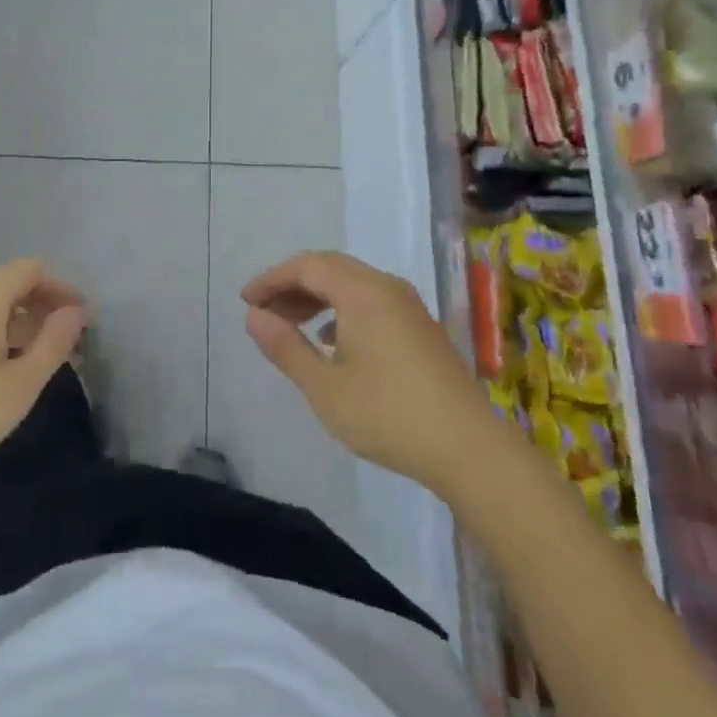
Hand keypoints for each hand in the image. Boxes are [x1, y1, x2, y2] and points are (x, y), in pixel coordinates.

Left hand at [0, 259, 88, 502]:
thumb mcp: (18, 387)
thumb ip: (53, 344)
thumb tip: (76, 312)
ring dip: (16, 325)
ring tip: (33, 365)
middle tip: (65, 350)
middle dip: (42, 310)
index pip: (34, 269)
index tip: (81, 325)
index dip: (62, 290)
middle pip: (10, 283)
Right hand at [243, 251, 486, 494]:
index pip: (307, 266)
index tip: (246, 301)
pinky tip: (332, 343)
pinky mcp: (421, 328)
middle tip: (264, 313)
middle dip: (292, 286)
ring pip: (352, 284)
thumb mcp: (325, 388)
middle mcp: (386, 287)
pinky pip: (371, 300)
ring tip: (291, 327)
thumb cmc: (389, 416)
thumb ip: (286, 348)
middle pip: (330, 269)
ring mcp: (409, 306)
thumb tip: (255, 317)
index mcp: (362, 292)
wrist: (470, 450)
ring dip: (317, 298)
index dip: (272, 279)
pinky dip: (341, 309)